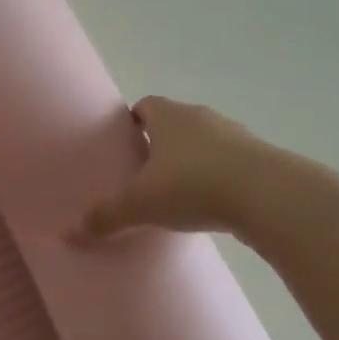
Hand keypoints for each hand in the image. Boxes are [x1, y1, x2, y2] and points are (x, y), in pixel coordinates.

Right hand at [74, 96, 261, 240]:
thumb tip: (69, 233)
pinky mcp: (260, 159)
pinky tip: (211, 204)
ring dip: (192, 161)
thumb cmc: (193, 185)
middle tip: (144, 175)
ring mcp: (235, 135)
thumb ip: (106, 216)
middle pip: (174, 124)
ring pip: (204, 143)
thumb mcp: (141, 204)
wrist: (268, 195)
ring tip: (178, 193)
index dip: (131, 123)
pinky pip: (230, 163)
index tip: (123, 146)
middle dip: (160, 145)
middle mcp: (201, 117)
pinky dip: (218, 177)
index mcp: (169, 116)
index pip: (145, 106)